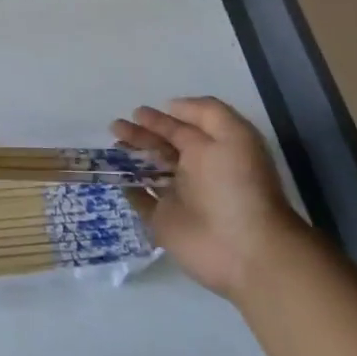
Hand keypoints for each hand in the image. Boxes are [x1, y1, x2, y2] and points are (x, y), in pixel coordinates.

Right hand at [112, 97, 299, 302]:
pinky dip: (127, 188)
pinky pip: (140, 200)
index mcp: (212, 150)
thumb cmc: (237, 186)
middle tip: (116, 127)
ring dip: (130, 157)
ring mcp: (177, 197)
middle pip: (162, 147)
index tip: (137, 112)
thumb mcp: (234, 135)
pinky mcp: (162, 221)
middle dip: (140, 134)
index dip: (160, 119)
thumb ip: (205, 112)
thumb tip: (170, 107)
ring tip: (112, 147)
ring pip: (149, 171)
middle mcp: (194, 171)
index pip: (181, 129)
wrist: (244, 248)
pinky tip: (113, 174)